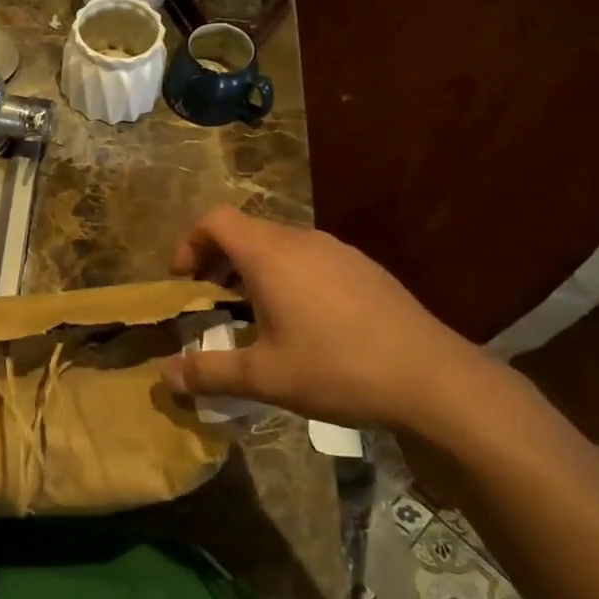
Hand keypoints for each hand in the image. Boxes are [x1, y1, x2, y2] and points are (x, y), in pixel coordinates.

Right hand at [158, 206, 505, 436]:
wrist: (433, 378)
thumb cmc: (337, 369)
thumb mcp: (264, 377)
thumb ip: (209, 372)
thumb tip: (165, 377)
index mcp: (270, 256)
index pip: (215, 220)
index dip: (190, 243)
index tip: (185, 281)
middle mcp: (302, 241)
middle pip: (246, 230)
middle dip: (218, 259)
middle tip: (212, 300)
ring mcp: (338, 251)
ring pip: (280, 244)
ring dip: (254, 268)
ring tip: (255, 313)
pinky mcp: (365, 268)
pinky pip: (311, 258)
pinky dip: (288, 276)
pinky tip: (305, 322)